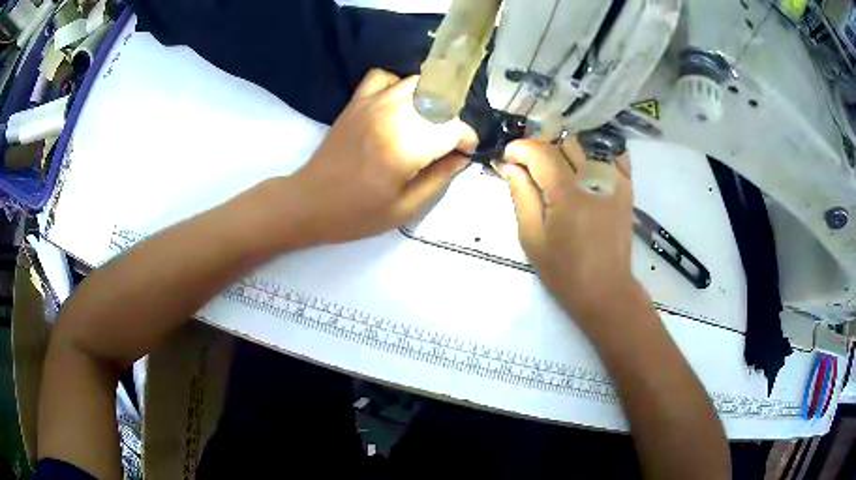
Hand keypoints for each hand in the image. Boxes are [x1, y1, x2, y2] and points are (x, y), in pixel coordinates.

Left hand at [285, 69, 476, 245]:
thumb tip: (462, 157)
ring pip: (417, 83)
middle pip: (440, 100)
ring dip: (432, 99)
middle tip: (448, 142)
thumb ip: (439, 178)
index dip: (467, 139)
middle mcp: (391, 116)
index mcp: (405, 147)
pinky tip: (399, 105)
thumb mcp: (405, 208)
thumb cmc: (357, 214)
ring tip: (430, 122)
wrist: (309, 202)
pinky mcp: (356, 102)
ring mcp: (371, 104)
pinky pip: (384, 77)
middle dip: (453, 120)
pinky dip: (398, 84)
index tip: (465, 152)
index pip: (453, 127)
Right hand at [497, 138, 639, 321]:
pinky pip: (612, 153)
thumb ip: (521, 196)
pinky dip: (595, 150)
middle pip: (562, 143)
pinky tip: (583, 164)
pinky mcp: (626, 186)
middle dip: (540, 147)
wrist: (606, 290)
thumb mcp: (532, 238)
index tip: (508, 158)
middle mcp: (593, 178)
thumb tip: (510, 166)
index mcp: (567, 194)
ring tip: (554, 166)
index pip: (540, 151)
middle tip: (528, 166)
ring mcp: (614, 179)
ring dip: (564, 149)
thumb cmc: (564, 271)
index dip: (520, 148)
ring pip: (585, 144)